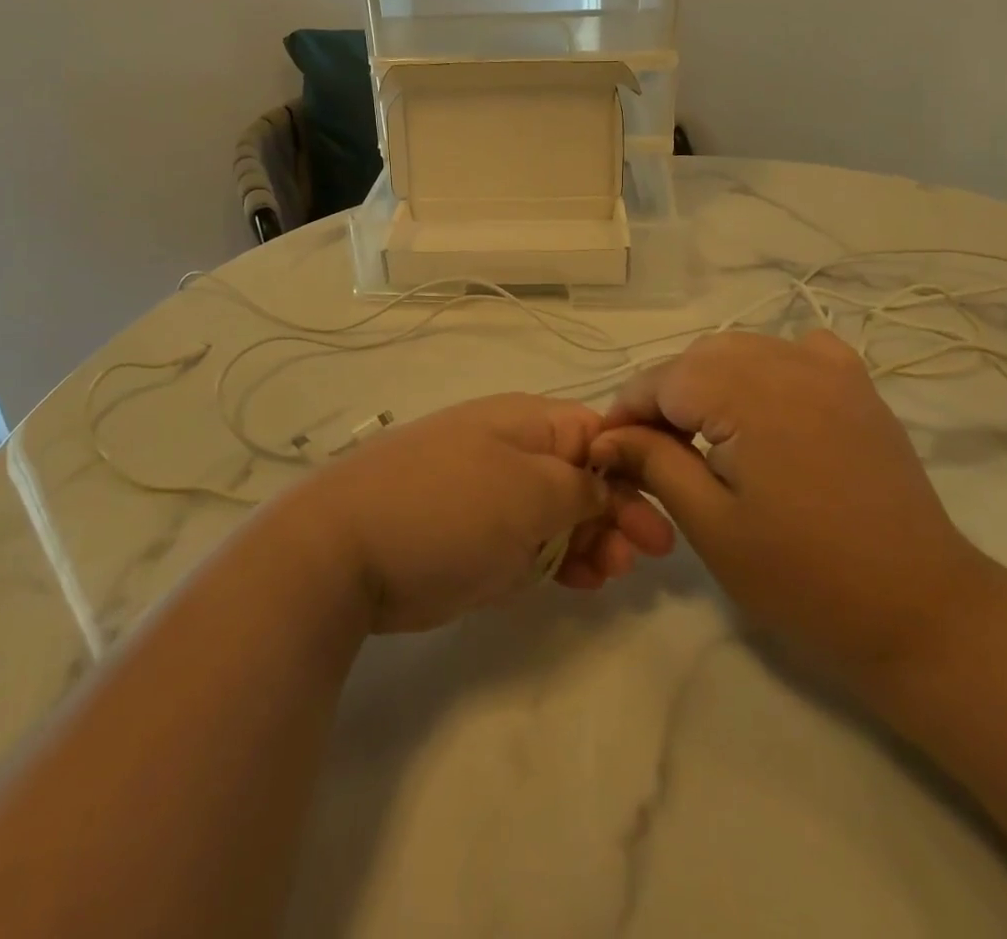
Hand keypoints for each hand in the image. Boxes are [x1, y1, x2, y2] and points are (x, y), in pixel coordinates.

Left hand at [275, 394, 670, 633]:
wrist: (347, 550)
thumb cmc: (450, 508)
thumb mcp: (530, 491)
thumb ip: (580, 487)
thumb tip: (606, 485)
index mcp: (527, 423)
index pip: (596, 433)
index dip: (632, 469)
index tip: (659, 512)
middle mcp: (512, 451)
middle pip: (582, 476)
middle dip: (617, 512)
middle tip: (645, 555)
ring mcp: (491, 495)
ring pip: (560, 515)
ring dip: (593, 542)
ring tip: (613, 575)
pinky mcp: (474, 538)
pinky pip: (531, 545)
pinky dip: (559, 561)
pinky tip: (582, 582)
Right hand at [591, 331, 991, 672]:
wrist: (920, 611)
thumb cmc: (805, 579)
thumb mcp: (712, 525)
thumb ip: (654, 464)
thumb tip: (607, 437)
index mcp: (749, 394)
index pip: (664, 379)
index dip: (627, 410)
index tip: (607, 449)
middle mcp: (788, 363)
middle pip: (699, 357)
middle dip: (665, 396)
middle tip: (650, 451)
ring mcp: (830, 369)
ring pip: (742, 349)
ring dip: (708, 381)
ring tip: (699, 434)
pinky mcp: (857, 386)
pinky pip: (795, 352)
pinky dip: (764, 368)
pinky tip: (762, 405)